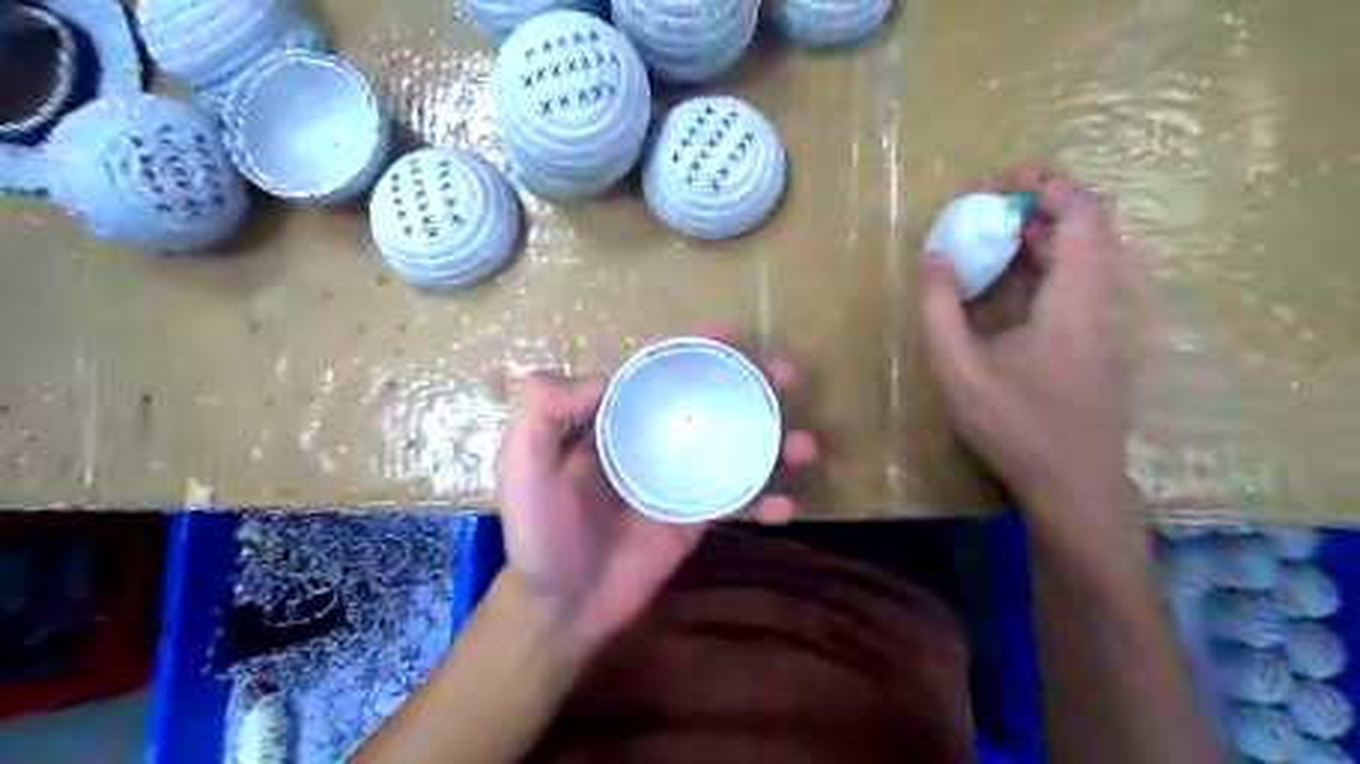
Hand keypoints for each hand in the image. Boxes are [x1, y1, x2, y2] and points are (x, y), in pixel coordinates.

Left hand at [498, 347, 818, 656]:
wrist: (559, 608)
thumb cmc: (538, 534)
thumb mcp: (520, 466)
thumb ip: (541, 411)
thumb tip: (603, 378)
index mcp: (614, 421)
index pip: (658, 373)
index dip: (691, 350)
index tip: (728, 336)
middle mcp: (651, 442)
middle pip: (707, 402)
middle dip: (749, 385)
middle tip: (786, 377)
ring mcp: (678, 481)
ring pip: (732, 448)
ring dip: (772, 441)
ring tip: (804, 444)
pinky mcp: (695, 520)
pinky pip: (737, 503)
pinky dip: (764, 502)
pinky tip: (789, 506)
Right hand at [920, 166, 1133, 513]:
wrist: (1072, 484)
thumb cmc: (1014, 425)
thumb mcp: (957, 369)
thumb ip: (940, 308)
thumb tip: (935, 256)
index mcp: (1074, 298)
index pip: (1082, 213)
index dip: (1045, 185)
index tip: (997, 185)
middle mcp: (1099, 300)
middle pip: (1087, 226)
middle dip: (1037, 204)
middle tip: (986, 207)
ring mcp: (1102, 321)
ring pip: (1083, 254)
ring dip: (1039, 235)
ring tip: (989, 237)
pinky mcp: (1095, 340)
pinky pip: (1076, 281)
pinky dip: (1043, 264)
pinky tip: (1004, 283)